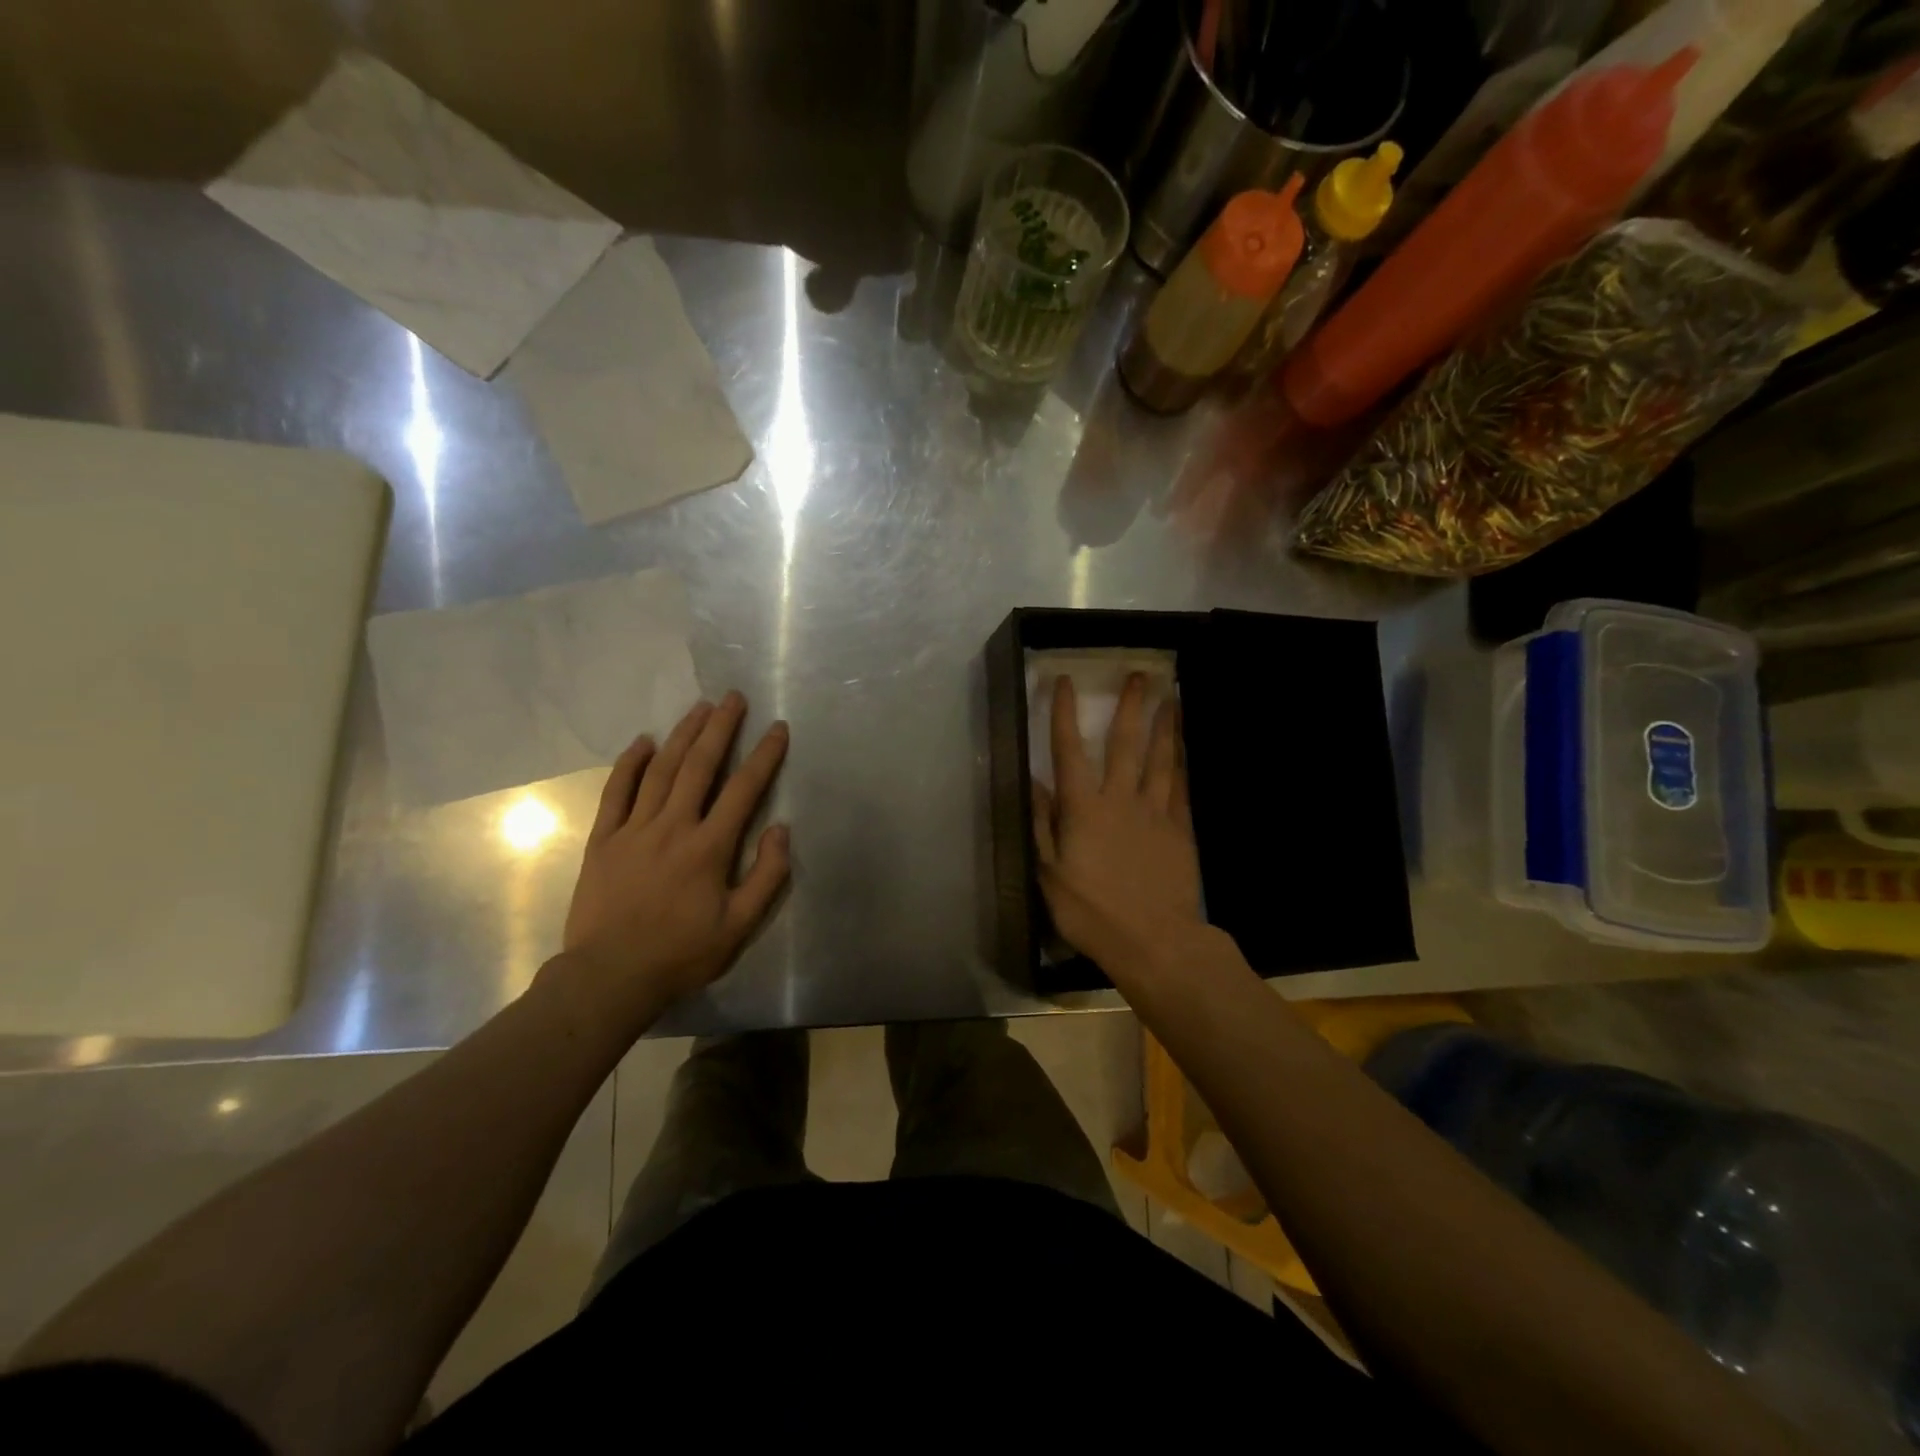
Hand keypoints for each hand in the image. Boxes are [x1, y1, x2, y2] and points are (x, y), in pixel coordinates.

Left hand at [558, 692, 790, 1018]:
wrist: (609, 977)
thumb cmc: (681, 954)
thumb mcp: (739, 926)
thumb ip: (767, 876)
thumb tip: (781, 830)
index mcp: (709, 847)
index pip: (743, 789)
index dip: (764, 756)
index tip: (777, 728)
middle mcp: (673, 827)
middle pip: (700, 766)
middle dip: (720, 727)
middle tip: (734, 697)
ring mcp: (633, 830)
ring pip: (661, 770)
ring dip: (682, 735)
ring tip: (700, 707)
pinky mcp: (603, 840)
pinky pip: (617, 792)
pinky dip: (630, 763)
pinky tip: (644, 741)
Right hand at [1032, 673, 1204, 975]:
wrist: (1154, 940)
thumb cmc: (1091, 912)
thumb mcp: (1050, 874)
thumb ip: (1043, 825)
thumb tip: (1035, 784)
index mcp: (1083, 808)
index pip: (1069, 751)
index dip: (1066, 715)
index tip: (1067, 682)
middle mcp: (1120, 799)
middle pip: (1125, 744)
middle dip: (1130, 707)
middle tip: (1141, 676)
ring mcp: (1155, 813)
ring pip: (1161, 760)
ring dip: (1165, 727)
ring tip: (1172, 699)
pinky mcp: (1180, 831)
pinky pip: (1181, 789)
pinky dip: (1182, 765)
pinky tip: (1185, 750)